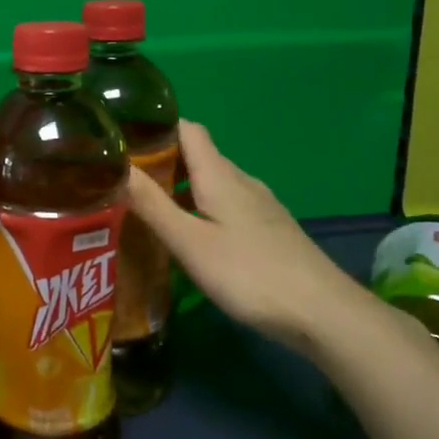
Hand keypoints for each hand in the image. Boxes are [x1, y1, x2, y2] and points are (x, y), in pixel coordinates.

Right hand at [126, 121, 364, 356]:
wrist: (322, 312)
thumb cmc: (249, 273)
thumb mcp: (190, 242)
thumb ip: (152, 205)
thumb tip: (116, 166)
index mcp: (219, 176)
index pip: (187, 129)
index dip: (155, 127)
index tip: (122, 140)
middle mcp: (240, 181)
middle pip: (197, 156)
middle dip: (160, 161)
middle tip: (121, 181)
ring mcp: (258, 206)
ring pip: (211, 183)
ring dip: (179, 188)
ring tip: (146, 209)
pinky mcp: (267, 230)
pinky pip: (225, 205)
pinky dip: (199, 209)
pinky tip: (188, 237)